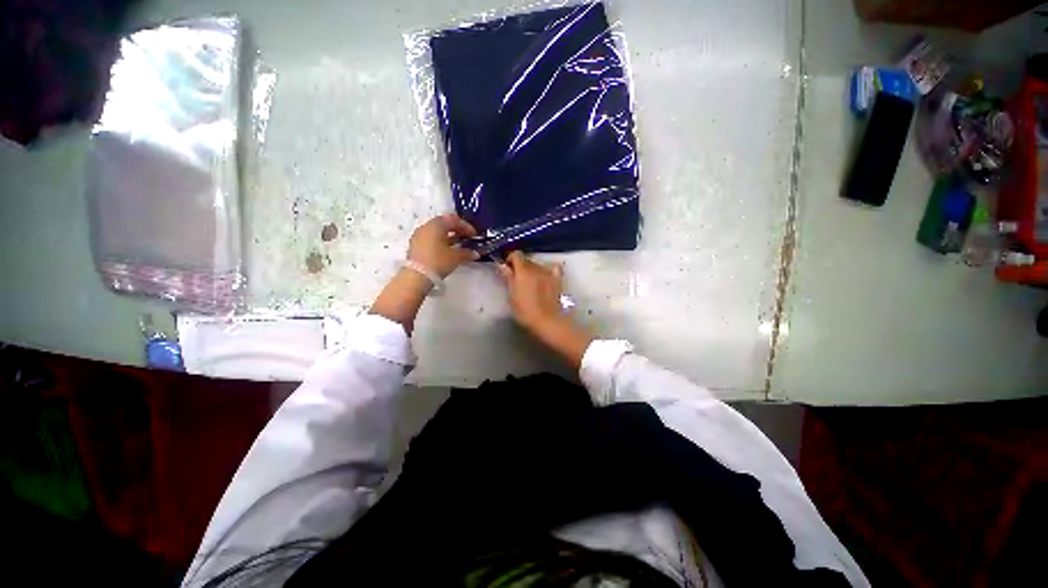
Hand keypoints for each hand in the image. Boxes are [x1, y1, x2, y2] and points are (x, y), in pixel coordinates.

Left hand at [369, 215, 477, 332]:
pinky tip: (447, 250)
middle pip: (444, 223)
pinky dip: (440, 241)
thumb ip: (467, 253)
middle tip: (467, 238)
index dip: (466, 226)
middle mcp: (426, 226)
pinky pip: (431, 238)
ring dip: (449, 236)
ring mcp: (419, 235)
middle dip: (457, 230)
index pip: (454, 220)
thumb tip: (475, 253)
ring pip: (437, 231)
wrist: (417, 276)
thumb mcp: (456, 257)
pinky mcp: (415, 245)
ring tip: (459, 245)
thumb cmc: (438, 261)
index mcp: (437, 224)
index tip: (475, 235)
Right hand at [496, 252, 564, 330]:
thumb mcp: (512, 295)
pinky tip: (545, 276)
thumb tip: (502, 265)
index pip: (516, 254)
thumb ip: (508, 277)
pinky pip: (553, 268)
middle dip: (520, 266)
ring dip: (532, 269)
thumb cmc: (525, 311)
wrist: (547, 320)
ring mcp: (548, 272)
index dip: (510, 259)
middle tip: (517, 279)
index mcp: (523, 270)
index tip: (507, 268)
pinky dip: (548, 269)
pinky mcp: (557, 279)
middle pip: (527, 260)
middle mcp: (536, 267)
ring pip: (538, 265)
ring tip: (531, 282)